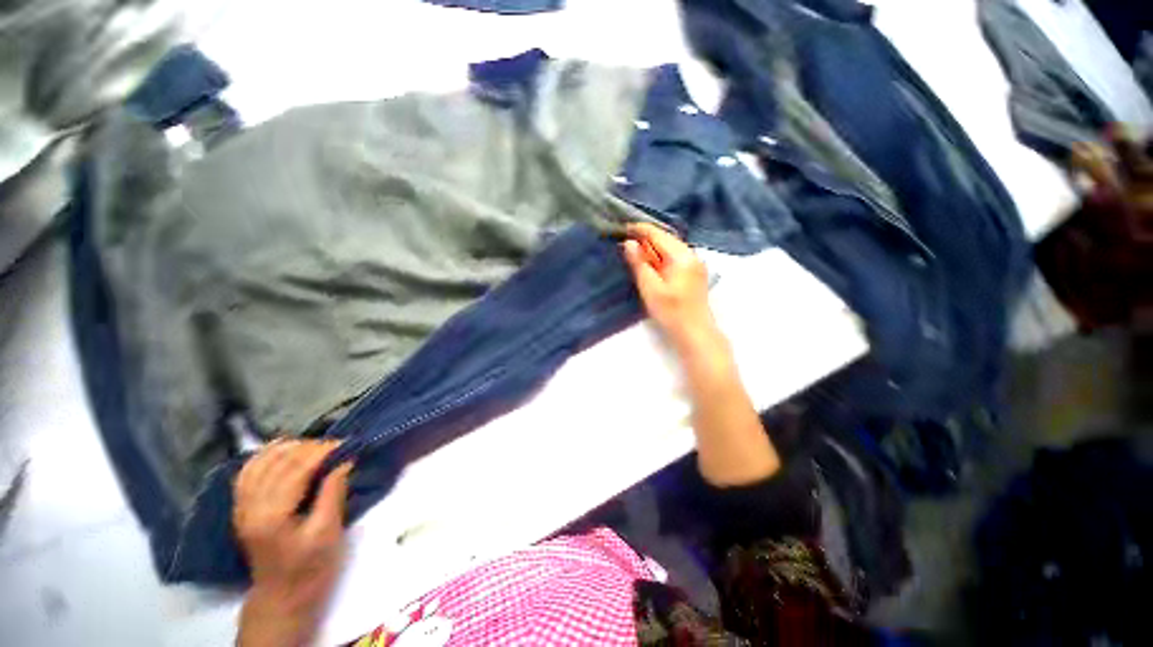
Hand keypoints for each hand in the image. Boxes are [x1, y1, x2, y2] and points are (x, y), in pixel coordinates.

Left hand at [233, 440, 351, 610]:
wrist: (282, 595)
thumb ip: (333, 493)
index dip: (321, 451)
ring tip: (312, 445)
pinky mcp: (241, 508)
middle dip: (308, 447)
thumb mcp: (328, 532)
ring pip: (259, 463)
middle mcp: (250, 507)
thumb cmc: (310, 567)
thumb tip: (345, 461)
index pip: (296, 470)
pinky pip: (247, 472)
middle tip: (335, 445)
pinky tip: (280, 450)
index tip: (346, 443)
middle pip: (277, 463)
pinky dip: (263, 456)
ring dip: (286, 448)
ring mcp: (242, 507)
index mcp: (272, 516)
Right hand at [621, 223, 721, 352]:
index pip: (658, 234)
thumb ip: (639, 264)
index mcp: (682, 256)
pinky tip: (649, 264)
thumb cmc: (671, 312)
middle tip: (624, 241)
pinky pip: (673, 258)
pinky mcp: (693, 273)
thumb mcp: (650, 288)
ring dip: (651, 249)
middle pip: (665, 239)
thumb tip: (629, 243)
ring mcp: (694, 264)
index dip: (639, 229)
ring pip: (669, 248)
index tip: (621, 228)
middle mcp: (691, 254)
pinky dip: (659, 258)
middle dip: (644, 239)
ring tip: (633, 252)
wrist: (695, 333)